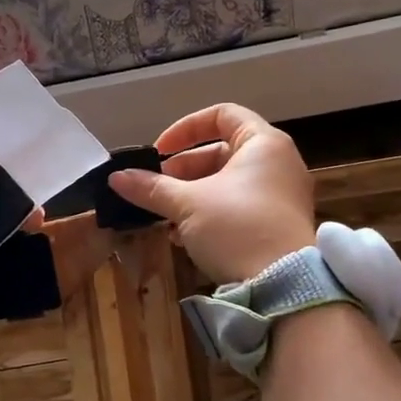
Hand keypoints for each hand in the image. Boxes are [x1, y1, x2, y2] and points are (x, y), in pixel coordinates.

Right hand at [108, 104, 314, 283]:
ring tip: (164, 215)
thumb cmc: (236, 228)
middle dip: (183, 169)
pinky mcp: (277, 224)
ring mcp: (281, 195)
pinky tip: (183, 236)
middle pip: (222, 151)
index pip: (222, 114)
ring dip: (191, 195)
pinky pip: (238, 206)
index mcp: (263, 143)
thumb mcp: (187, 205)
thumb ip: (151, 188)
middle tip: (156, 188)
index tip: (159, 152)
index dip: (185, 128)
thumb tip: (116, 177)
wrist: (284, 286)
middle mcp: (278, 163)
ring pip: (227, 183)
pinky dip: (210, 212)